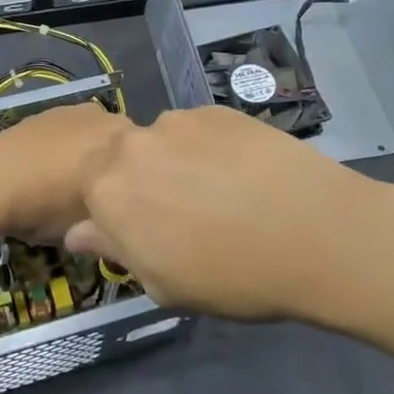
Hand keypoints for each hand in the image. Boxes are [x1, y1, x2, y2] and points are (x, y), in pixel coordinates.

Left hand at [0, 102, 133, 246]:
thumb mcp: (91, 226)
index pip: (147, 160)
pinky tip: (44, 172)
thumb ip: (116, 219)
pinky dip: (59, 149)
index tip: (125, 205)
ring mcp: (68, 111)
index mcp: (121, 139)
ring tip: (66, 185)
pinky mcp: (40, 114)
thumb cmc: (46, 207)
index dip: (136, 184)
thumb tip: (121, 223)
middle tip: (98, 197)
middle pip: (118, 144)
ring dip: (85, 155)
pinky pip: (62, 133)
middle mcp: (100, 116)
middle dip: (113, 165)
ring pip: (89, 136)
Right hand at [64, 106, 383, 320]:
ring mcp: (178, 121)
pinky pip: (199, 130)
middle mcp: (132, 144)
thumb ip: (114, 250)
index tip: (143, 231)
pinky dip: (210, 149)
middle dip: (141, 182)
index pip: (88, 189)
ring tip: (222, 192)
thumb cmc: (231, 275)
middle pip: (122, 159)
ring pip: (162, 142)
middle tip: (183, 213)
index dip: (114, 210)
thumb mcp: (163, 284)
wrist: (316, 233)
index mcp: (106, 189)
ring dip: (176, 163)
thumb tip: (78, 231)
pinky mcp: (218, 110)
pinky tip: (244, 174)